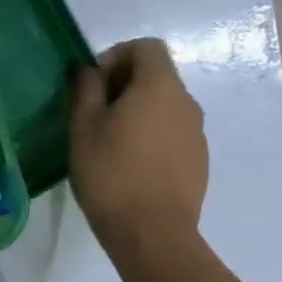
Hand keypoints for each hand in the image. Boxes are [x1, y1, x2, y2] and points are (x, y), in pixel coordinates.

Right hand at [69, 38, 208, 265]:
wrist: (152, 234)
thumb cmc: (111, 173)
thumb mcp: (83, 127)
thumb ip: (86, 88)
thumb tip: (88, 69)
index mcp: (160, 86)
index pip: (146, 47)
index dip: (116, 56)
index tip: (92, 84)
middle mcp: (186, 102)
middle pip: (157, 76)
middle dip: (124, 85)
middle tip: (93, 114)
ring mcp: (197, 134)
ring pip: (164, 107)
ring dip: (138, 112)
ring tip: (109, 143)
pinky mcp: (199, 161)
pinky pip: (172, 134)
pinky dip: (151, 136)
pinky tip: (129, 166)